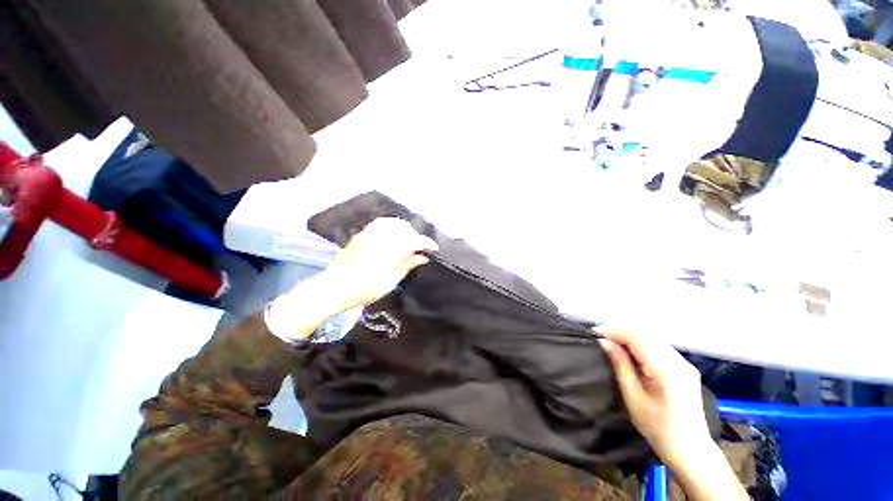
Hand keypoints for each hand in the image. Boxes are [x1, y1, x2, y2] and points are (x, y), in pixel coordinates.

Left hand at [322, 217, 438, 310]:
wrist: (333, 288)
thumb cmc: (363, 290)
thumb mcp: (390, 282)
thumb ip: (407, 265)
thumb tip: (423, 257)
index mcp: (388, 252)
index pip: (413, 241)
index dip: (426, 243)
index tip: (434, 247)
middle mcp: (379, 238)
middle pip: (404, 229)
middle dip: (415, 235)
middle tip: (420, 247)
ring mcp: (368, 234)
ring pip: (392, 222)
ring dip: (404, 228)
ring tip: (409, 238)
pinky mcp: (361, 235)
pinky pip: (380, 223)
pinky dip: (391, 225)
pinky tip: (394, 234)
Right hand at [597, 328, 710, 468]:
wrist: (689, 448)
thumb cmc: (657, 427)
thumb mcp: (633, 397)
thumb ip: (620, 365)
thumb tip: (604, 342)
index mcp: (667, 370)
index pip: (639, 338)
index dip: (615, 331)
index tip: (595, 332)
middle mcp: (679, 361)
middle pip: (647, 334)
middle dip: (621, 331)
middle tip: (601, 336)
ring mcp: (684, 363)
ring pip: (654, 337)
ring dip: (631, 335)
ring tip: (612, 341)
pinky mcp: (685, 367)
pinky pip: (660, 345)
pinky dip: (642, 342)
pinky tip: (630, 349)